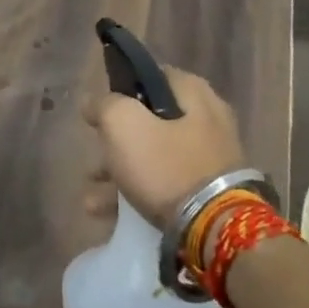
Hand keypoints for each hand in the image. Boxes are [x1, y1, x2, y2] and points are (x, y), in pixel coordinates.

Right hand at [83, 68, 248, 226]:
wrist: (216, 230)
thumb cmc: (166, 165)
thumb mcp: (123, 124)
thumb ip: (103, 105)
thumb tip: (92, 102)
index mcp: (193, 93)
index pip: (150, 76)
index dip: (120, 91)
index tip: (99, 111)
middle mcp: (208, 120)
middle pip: (150, 122)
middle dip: (115, 141)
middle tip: (94, 157)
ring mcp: (211, 159)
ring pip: (155, 157)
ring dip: (120, 173)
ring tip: (92, 197)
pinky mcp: (211, 194)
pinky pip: (167, 186)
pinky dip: (139, 194)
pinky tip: (108, 215)